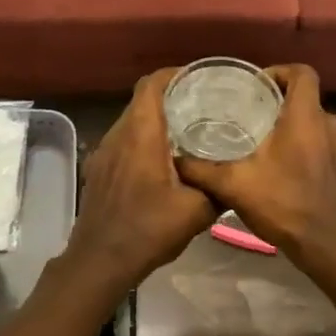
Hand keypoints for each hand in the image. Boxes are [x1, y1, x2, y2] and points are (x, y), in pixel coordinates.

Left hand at [63, 69, 216, 285]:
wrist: (100, 261)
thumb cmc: (148, 230)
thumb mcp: (197, 211)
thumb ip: (219, 187)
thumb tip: (236, 174)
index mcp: (141, 133)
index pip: (153, 83)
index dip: (175, 75)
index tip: (200, 80)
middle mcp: (118, 134)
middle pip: (142, 100)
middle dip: (171, 97)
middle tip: (203, 105)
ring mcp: (104, 152)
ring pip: (131, 121)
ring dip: (156, 120)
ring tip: (188, 130)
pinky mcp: (99, 170)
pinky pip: (123, 142)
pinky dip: (143, 140)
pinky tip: (163, 161)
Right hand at [174, 65, 335, 261]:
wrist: (329, 246)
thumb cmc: (285, 204)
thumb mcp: (235, 185)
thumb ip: (202, 170)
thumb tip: (175, 158)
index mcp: (306, 117)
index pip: (302, 72)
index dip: (278, 71)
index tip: (254, 85)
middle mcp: (327, 124)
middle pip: (303, 97)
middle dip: (276, 99)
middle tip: (245, 110)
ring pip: (310, 121)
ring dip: (287, 123)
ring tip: (255, 136)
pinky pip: (317, 141)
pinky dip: (297, 143)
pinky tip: (273, 164)